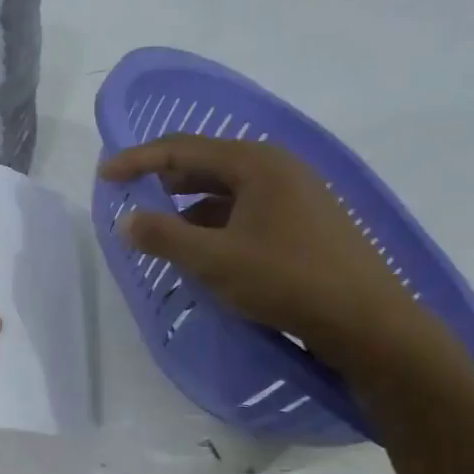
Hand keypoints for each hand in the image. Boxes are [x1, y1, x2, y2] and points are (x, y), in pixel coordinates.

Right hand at [98, 135, 454, 372]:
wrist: (369, 323)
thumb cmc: (287, 280)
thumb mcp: (214, 260)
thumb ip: (164, 237)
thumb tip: (126, 221)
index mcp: (257, 163)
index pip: (183, 149)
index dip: (138, 160)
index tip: (105, 175)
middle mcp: (278, 168)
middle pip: (206, 163)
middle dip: (164, 179)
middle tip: (130, 197)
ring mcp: (297, 195)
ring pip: (227, 190)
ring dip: (189, 205)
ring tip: (161, 229)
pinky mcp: (306, 222)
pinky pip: (247, 210)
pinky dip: (216, 223)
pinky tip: (204, 249)